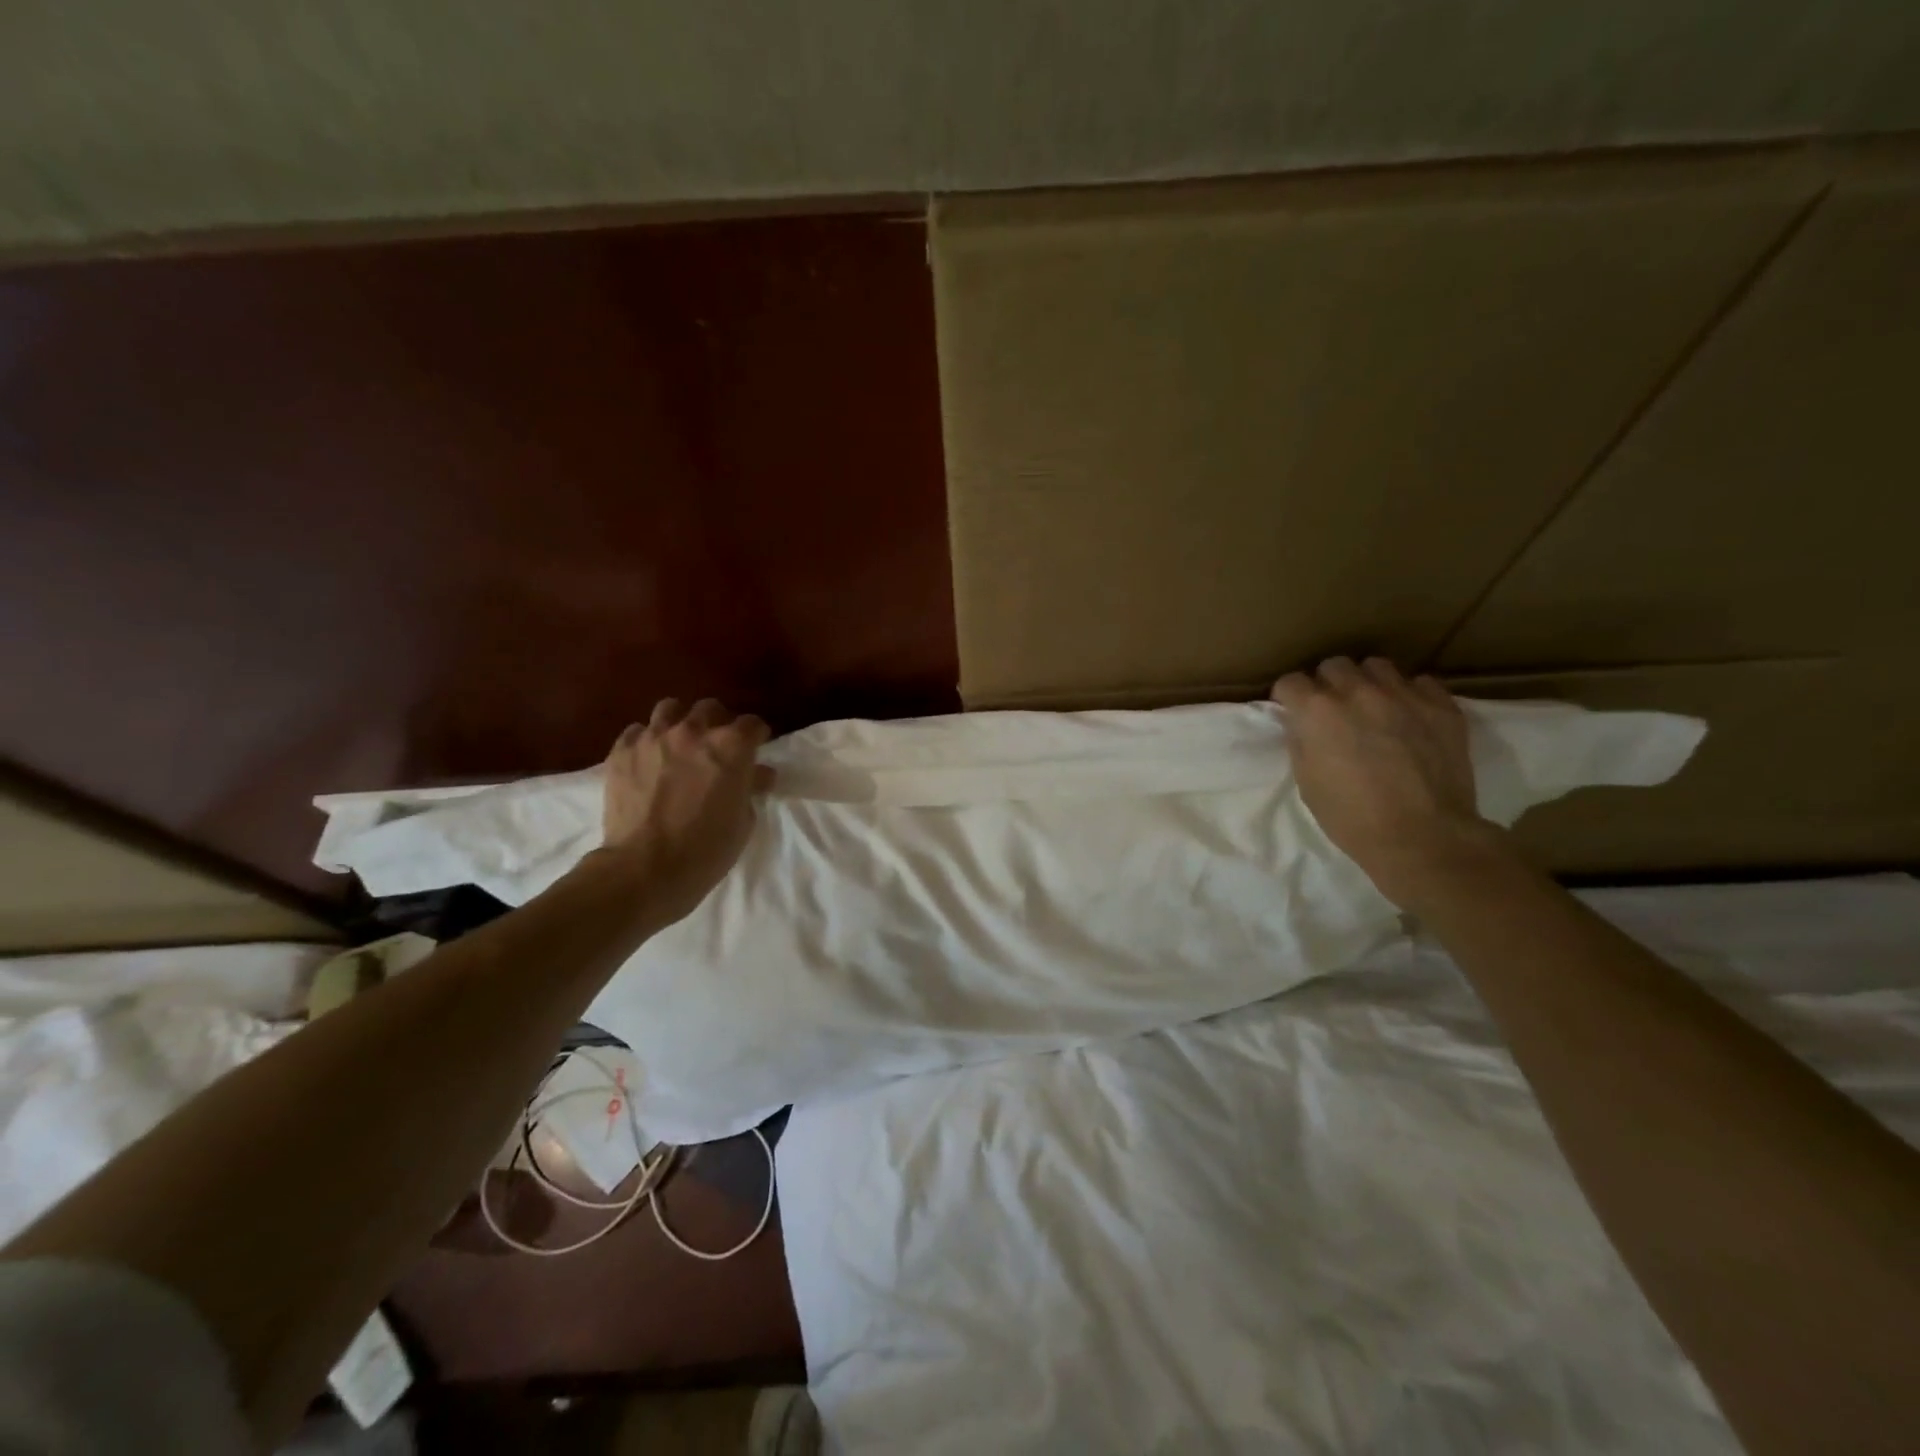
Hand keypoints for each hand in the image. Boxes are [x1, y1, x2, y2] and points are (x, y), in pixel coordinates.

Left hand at [597, 697, 772, 926]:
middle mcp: (693, 731)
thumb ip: (750, 788)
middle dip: (718, 723)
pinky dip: (646, 740)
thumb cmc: (705, 851)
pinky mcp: (621, 751)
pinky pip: (637, 731)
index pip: (752, 724)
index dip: (756, 736)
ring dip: (680, 722)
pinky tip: (648, 759)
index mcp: (731, 747)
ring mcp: (654, 738)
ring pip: (670, 709)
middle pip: (710, 708)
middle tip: (717, 746)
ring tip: (679, 743)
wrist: (644, 870)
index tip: (756, 749)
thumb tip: (757, 773)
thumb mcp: (743, 821)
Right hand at [1270, 657, 1506, 908]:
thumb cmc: (1352, 818)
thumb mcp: (1307, 782)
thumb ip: (1301, 742)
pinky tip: (1409, 718)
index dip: (1288, 698)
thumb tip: (1302, 725)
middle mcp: (1357, 692)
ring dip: (1367, 682)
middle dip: (1327, 684)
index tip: (1292, 713)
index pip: (1290, 682)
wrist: (1423, 838)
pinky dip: (1409, 695)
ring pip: (1376, 666)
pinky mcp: (1441, 706)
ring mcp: (1403, 695)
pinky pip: (1420, 683)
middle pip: (1333, 665)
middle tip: (1332, 710)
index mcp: (1317, 712)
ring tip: (1372, 707)